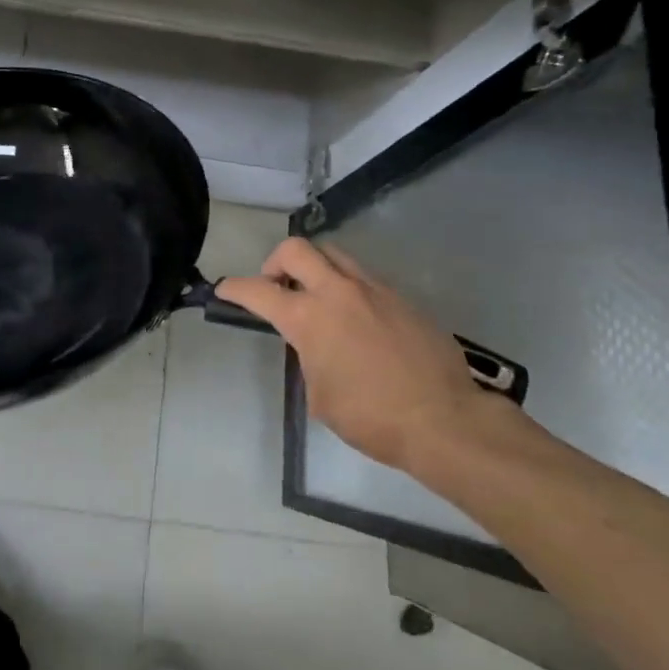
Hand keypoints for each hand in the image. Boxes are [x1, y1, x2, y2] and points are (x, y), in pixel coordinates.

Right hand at [216, 238, 510, 480]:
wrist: (444, 420)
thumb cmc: (371, 417)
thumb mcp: (320, 395)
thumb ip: (309, 357)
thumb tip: (316, 345)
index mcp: (309, 318)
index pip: (258, 291)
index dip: (235, 288)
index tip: (224, 290)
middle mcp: (338, 292)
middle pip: (297, 249)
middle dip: (275, 262)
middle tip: (277, 288)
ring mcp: (374, 290)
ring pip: (334, 255)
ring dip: (316, 268)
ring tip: (317, 298)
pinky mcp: (402, 298)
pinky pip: (365, 278)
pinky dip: (348, 287)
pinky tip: (356, 319)